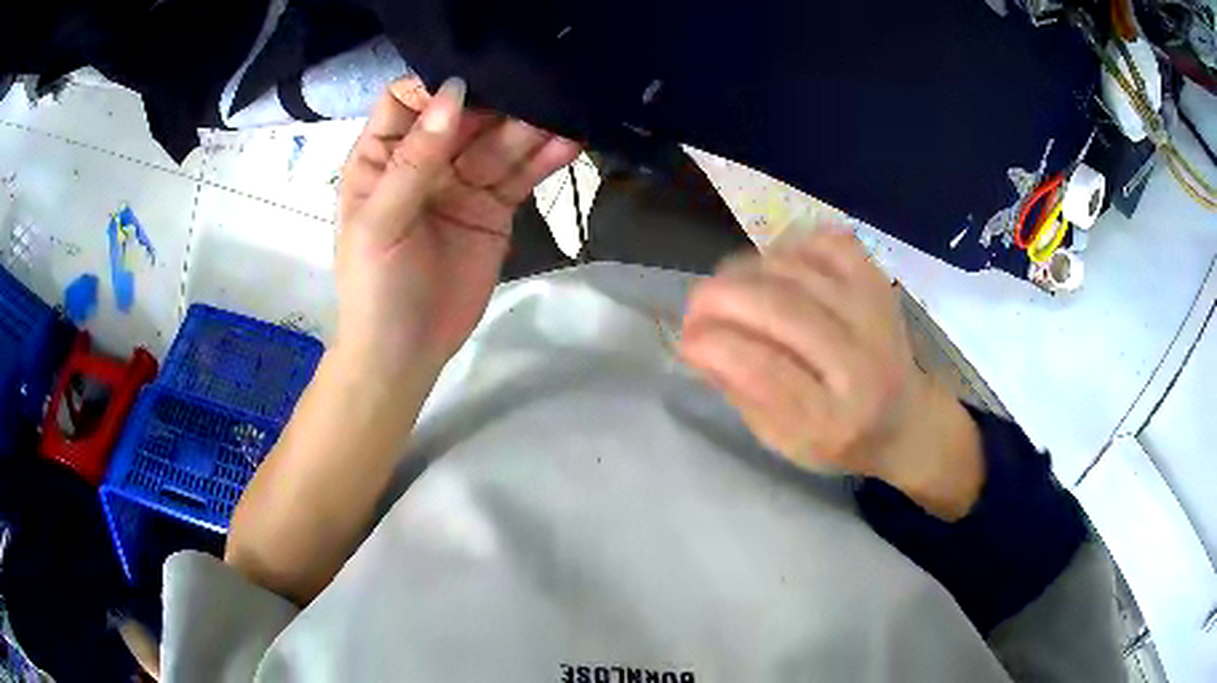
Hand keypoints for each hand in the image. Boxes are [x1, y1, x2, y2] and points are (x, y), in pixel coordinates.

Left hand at [336, 77, 580, 374]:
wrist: (407, 353)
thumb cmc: (375, 287)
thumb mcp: (381, 222)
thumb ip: (414, 160)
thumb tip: (453, 94)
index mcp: (382, 157)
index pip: (407, 100)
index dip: (436, 84)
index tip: (475, 77)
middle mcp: (423, 160)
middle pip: (462, 114)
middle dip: (496, 99)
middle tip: (538, 84)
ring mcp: (462, 182)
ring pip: (498, 142)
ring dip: (529, 127)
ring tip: (563, 111)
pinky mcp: (494, 208)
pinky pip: (520, 175)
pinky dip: (544, 159)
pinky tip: (570, 142)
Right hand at [679, 226, 982, 518]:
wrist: (908, 421)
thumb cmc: (839, 440)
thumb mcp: (783, 441)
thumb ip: (741, 393)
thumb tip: (697, 342)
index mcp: (835, 421)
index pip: (764, 370)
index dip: (714, 344)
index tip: (687, 338)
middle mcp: (863, 364)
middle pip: (781, 310)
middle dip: (720, 298)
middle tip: (696, 305)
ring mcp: (877, 316)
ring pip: (798, 271)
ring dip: (747, 271)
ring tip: (731, 290)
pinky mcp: (880, 284)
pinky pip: (827, 243)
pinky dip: (791, 246)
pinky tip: (775, 268)